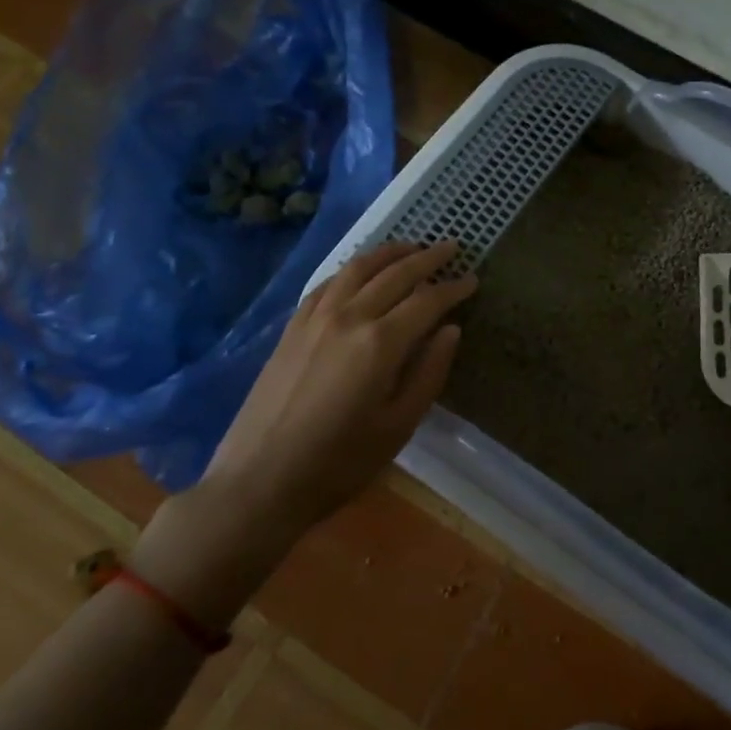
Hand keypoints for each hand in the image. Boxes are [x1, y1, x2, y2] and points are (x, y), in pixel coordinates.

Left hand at [202, 240, 476, 532]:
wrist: (258, 482)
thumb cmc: (338, 464)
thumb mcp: (398, 426)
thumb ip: (429, 372)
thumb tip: (450, 330)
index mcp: (381, 343)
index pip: (427, 300)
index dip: (453, 288)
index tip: (472, 279)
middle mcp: (349, 317)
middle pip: (395, 274)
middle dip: (427, 257)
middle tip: (451, 247)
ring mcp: (315, 318)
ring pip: (358, 268)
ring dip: (389, 253)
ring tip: (411, 248)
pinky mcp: (292, 327)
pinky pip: (327, 283)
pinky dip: (352, 269)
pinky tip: (360, 272)